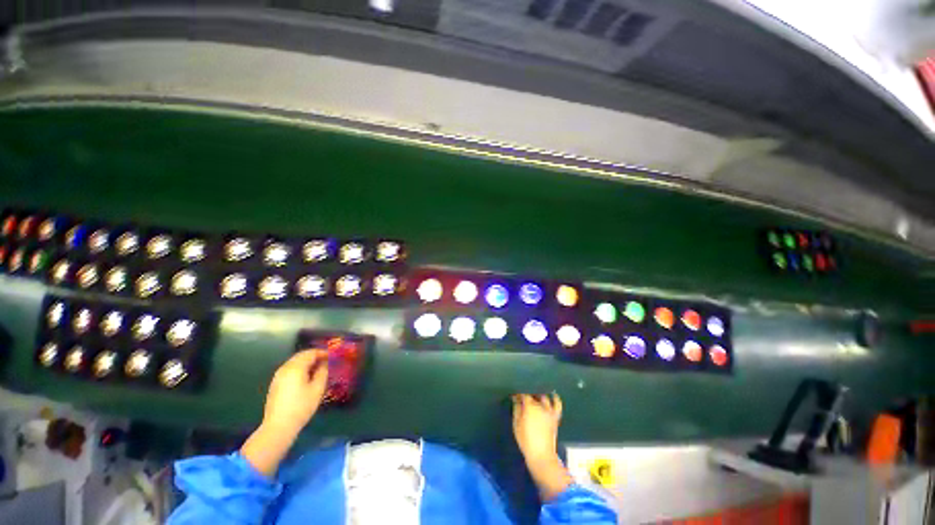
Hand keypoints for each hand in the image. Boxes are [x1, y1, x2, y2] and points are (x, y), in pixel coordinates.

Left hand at [262, 349, 329, 434]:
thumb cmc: (301, 406)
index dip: (322, 353)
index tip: (332, 357)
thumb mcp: (318, 388)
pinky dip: (299, 369)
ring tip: (317, 370)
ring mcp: (278, 376)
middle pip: (301, 356)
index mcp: (296, 367)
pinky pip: (289, 370)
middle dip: (314, 356)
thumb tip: (324, 363)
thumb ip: (323, 372)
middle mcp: (285, 368)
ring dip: (307, 363)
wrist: (278, 427)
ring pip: (294, 362)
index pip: (311, 353)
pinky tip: (306, 378)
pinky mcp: (275, 384)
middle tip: (326, 362)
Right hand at [512, 393, 572, 501]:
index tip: (514, 395)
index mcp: (529, 406)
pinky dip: (555, 398)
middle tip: (522, 397)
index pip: (523, 393)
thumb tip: (516, 398)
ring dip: (538, 395)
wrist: (541, 456)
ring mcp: (549, 411)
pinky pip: (557, 404)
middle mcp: (540, 405)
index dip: (518, 393)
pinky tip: (552, 395)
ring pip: (543, 397)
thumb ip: (516, 408)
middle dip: (527, 393)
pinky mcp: (555, 416)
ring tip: (534, 396)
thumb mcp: (516, 424)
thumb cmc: (526, 440)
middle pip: (533, 394)